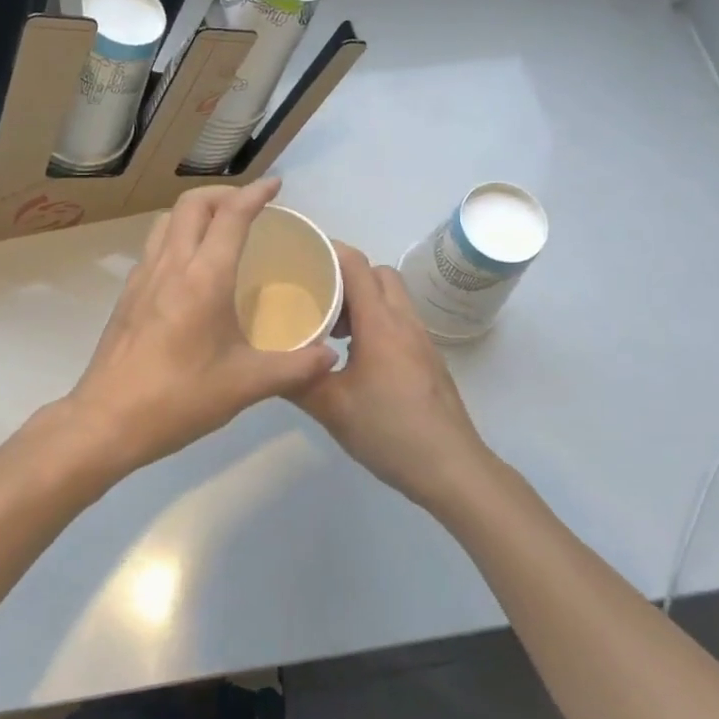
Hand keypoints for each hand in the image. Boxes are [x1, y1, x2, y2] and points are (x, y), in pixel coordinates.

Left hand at [57, 179, 338, 478]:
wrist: (106, 420)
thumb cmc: (179, 398)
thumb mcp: (246, 385)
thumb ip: (295, 368)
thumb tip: (329, 356)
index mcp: (204, 277)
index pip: (231, 215)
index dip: (255, 193)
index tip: (276, 185)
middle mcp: (171, 265)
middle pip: (193, 204)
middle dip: (224, 193)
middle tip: (250, 206)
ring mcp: (143, 277)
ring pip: (167, 220)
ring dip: (196, 211)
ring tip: (221, 228)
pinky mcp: (128, 294)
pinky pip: (155, 246)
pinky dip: (178, 236)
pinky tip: (192, 268)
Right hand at [293, 245, 492, 510]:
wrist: (451, 467)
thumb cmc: (390, 431)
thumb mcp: (332, 408)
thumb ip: (296, 381)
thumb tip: (267, 363)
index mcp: (380, 323)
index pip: (356, 265)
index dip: (329, 251)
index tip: (299, 255)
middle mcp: (404, 321)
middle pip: (377, 273)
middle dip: (345, 275)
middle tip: (315, 297)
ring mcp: (420, 339)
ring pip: (391, 297)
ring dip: (362, 300)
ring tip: (332, 329)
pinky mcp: (428, 358)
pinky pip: (399, 319)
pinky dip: (376, 321)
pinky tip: (355, 356)